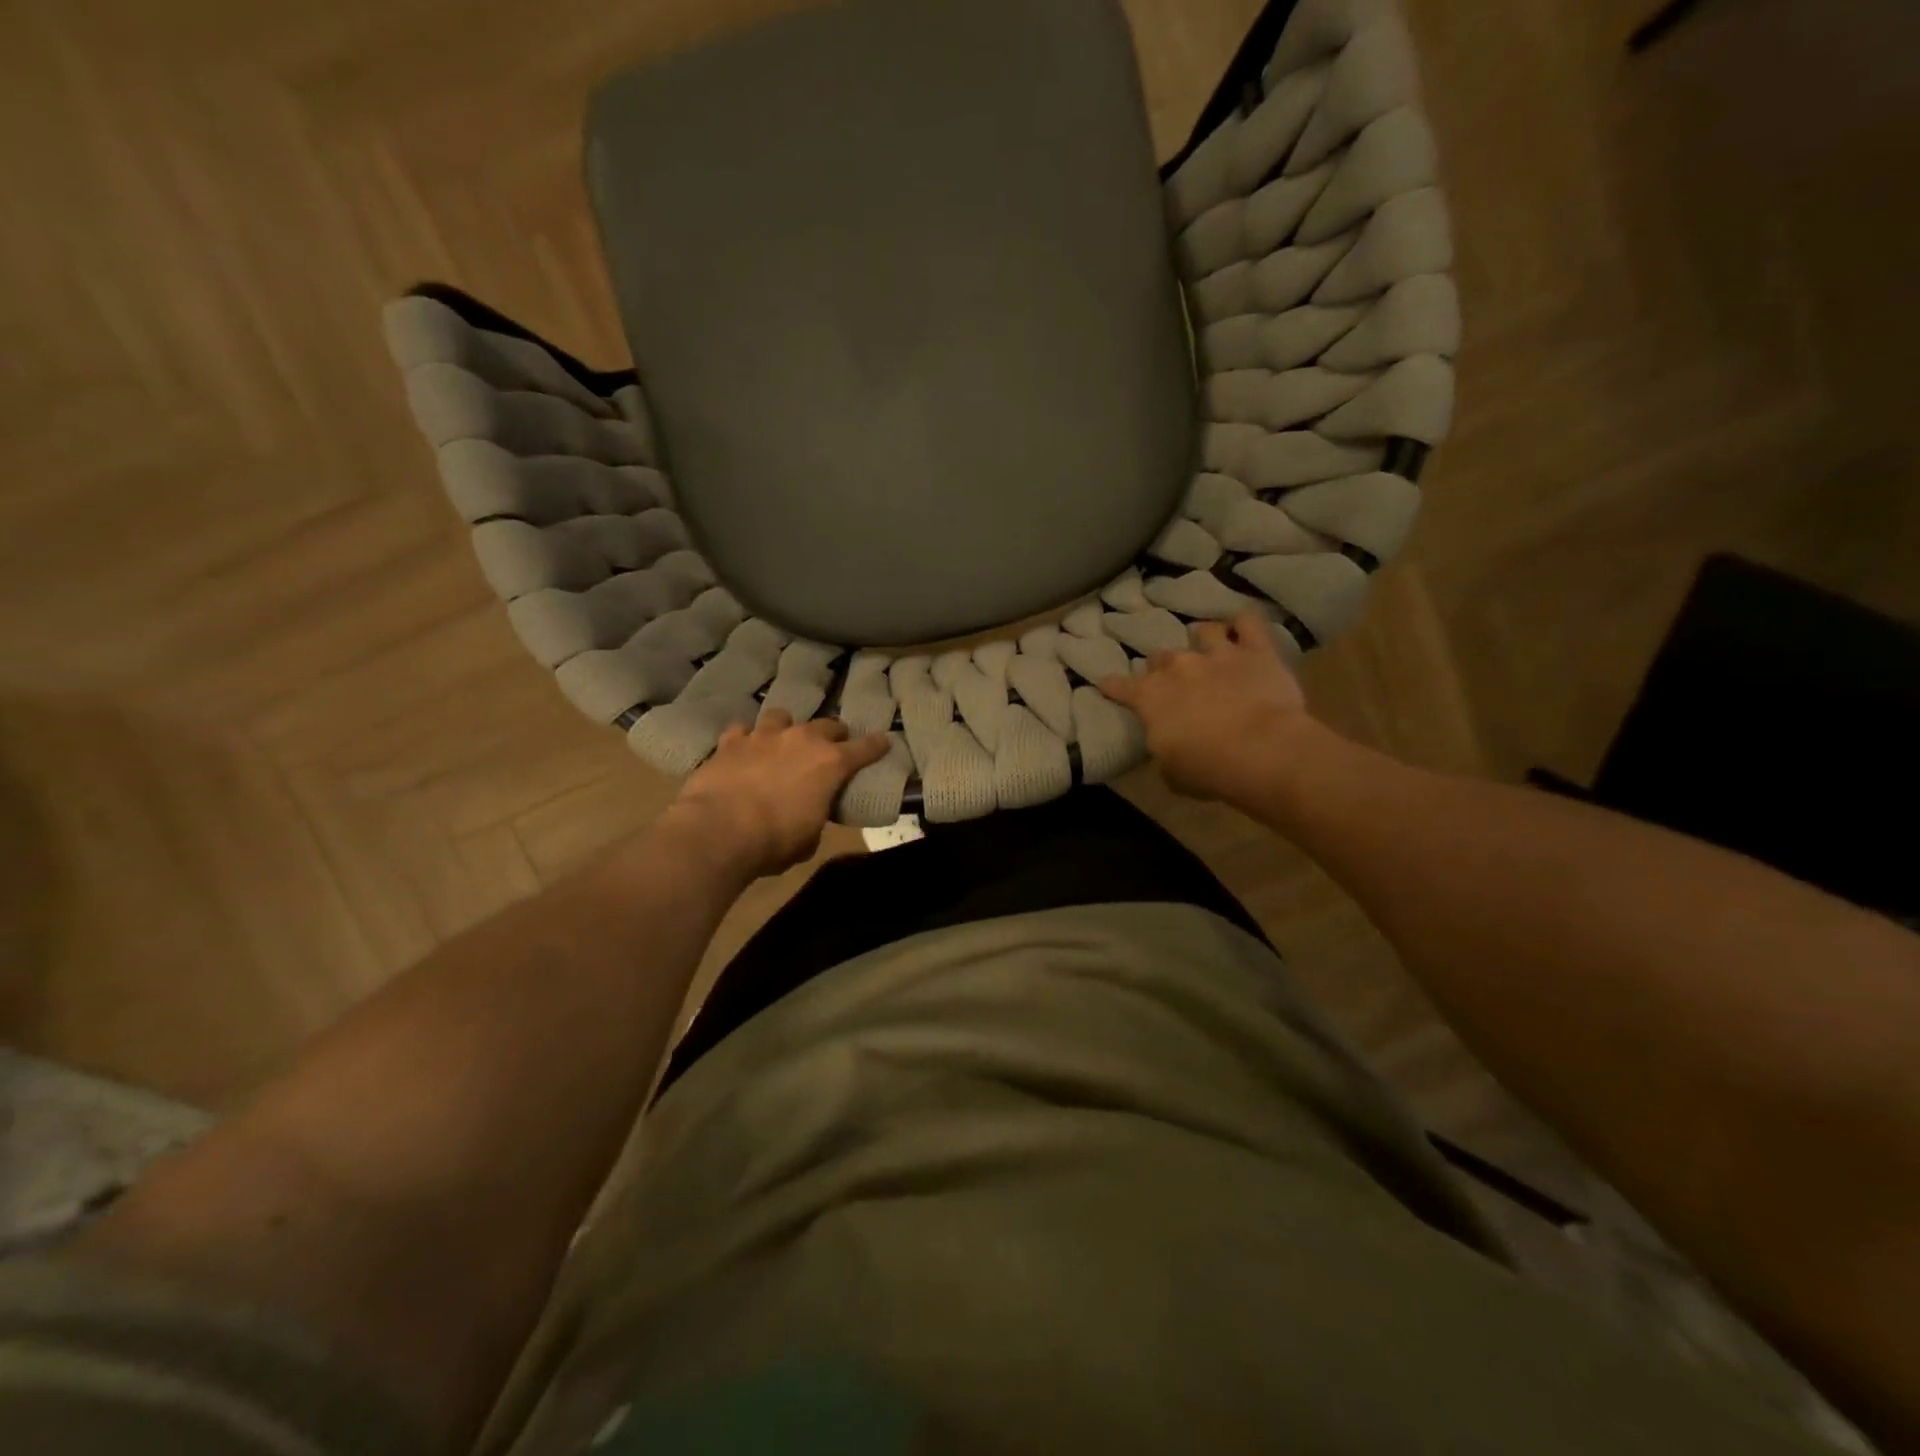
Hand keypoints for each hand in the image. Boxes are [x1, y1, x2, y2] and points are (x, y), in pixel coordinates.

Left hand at [666, 710, 889, 879]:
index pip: (865, 748)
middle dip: (833, 734)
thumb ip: (816, 816)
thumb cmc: (774, 841)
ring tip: (782, 741)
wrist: (718, 830)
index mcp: (831, 764)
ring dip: (786, 728)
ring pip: (782, 716)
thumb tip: (810, 814)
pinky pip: (742, 730)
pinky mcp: (730, 741)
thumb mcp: (809, 838)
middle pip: (827, 724)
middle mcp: (801, 740)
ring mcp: (764, 736)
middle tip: (831, 746)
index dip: (876, 745)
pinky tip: (743, 750)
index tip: (884, 741)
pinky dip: (745, 739)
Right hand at [1099, 613, 1311, 803]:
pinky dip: (1243, 623)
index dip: (1112, 686)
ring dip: (1202, 638)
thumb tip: (1167, 742)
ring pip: (1203, 632)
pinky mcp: (1256, 651)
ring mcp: (1217, 654)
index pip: (1120, 686)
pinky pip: (1248, 623)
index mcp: (1150, 698)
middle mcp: (1178, 668)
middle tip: (1169, 678)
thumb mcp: (1170, 771)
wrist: (1262, 751)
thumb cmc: (1207, 768)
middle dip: (1161, 666)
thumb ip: (1163, 748)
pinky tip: (1242, 626)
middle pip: (1161, 657)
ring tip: (1206, 643)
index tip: (1106, 684)